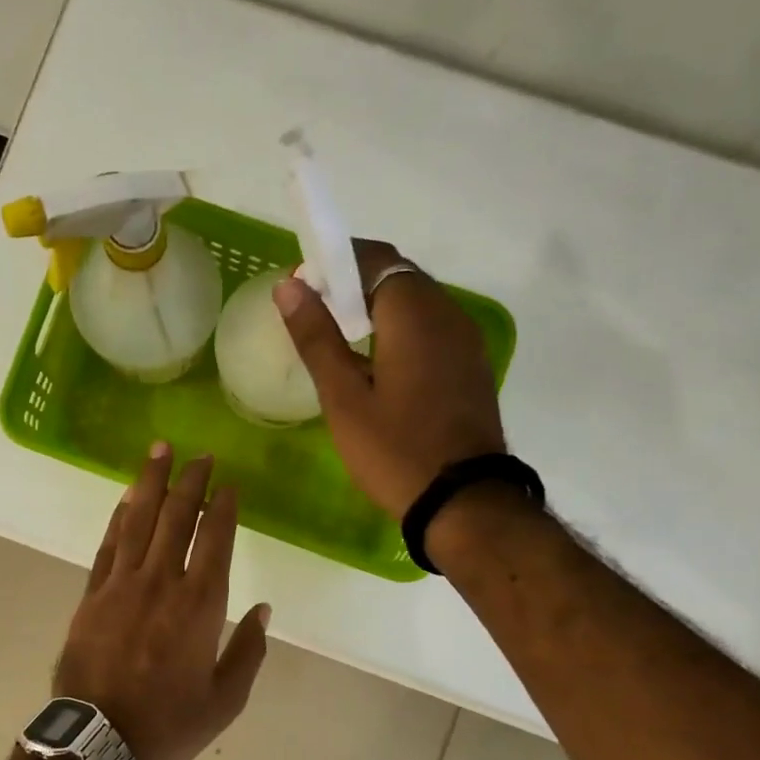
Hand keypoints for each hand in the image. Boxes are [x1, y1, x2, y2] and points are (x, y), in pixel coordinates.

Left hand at [54, 445, 269, 759]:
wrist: (99, 742)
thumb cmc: (170, 724)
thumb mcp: (226, 699)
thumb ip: (248, 650)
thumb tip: (263, 609)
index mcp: (200, 605)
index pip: (215, 539)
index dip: (223, 507)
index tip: (228, 483)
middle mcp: (162, 582)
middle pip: (177, 517)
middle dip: (190, 481)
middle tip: (199, 454)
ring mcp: (122, 585)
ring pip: (138, 520)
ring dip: (151, 482)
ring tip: (159, 451)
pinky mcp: (92, 595)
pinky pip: (108, 545)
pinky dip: (119, 517)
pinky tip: (126, 498)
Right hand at [274, 240, 506, 516]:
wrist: (463, 502)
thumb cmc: (395, 450)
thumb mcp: (344, 398)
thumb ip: (316, 337)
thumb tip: (289, 286)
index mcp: (414, 314)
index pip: (375, 258)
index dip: (335, 262)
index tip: (303, 287)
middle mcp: (448, 314)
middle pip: (397, 276)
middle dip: (353, 284)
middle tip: (314, 315)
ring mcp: (465, 341)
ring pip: (416, 303)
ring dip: (377, 307)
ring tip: (339, 340)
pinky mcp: (470, 366)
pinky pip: (431, 328)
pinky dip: (400, 330)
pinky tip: (377, 364)